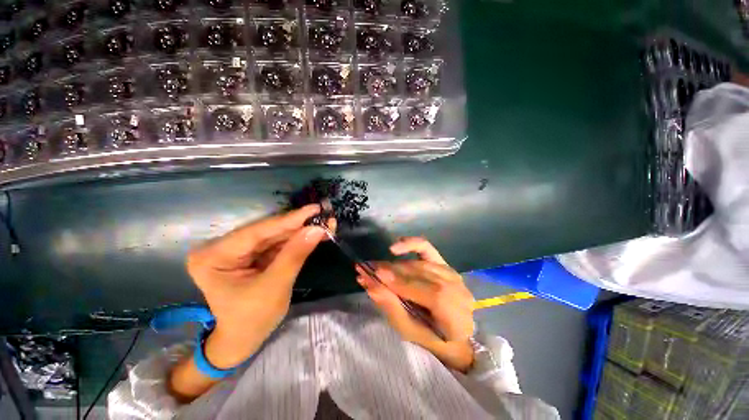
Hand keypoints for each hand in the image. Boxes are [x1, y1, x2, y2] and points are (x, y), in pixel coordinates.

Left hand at [170, 205, 331, 400]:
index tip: (314, 209)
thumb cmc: (252, 319)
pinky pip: (277, 243)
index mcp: (213, 256)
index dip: (289, 220)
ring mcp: (237, 250)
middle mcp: (222, 247)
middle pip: (267, 232)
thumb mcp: (275, 287)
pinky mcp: (252, 254)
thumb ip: (295, 255)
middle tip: (323, 217)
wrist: (244, 339)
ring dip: (301, 231)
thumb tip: (316, 229)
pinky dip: (297, 240)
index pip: (257, 231)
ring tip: (324, 224)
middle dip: (298, 226)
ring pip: (275, 236)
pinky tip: (314, 234)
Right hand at [357, 237, 475, 371]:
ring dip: (395, 265)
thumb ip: (391, 306)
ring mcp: (451, 273)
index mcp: (454, 313)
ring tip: (375, 266)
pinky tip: (395, 247)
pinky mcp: (444, 263)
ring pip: (418, 264)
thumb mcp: (408, 330)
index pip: (426, 292)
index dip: (399, 283)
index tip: (374, 275)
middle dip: (391, 271)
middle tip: (366, 269)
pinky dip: (411, 244)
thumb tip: (370, 284)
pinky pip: (427, 248)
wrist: (453, 332)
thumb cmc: (429, 337)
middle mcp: (456, 289)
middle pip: (420, 275)